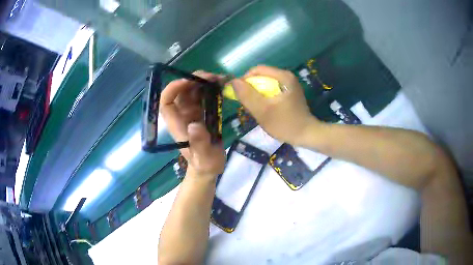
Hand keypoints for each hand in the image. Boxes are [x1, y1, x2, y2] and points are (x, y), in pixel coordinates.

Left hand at [160, 71, 225, 178]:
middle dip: (193, 80)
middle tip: (211, 77)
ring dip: (202, 82)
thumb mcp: (204, 157)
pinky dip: (210, 88)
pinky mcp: (201, 113)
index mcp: (177, 124)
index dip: (173, 89)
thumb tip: (194, 125)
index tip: (189, 81)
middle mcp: (181, 115)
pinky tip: (221, 86)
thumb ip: (199, 143)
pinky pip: (202, 96)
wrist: (209, 168)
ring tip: (219, 79)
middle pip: (180, 92)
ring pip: (191, 91)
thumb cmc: (204, 164)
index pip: (166, 102)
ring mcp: (191, 113)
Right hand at [231, 65, 318, 145]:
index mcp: (282, 76)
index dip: (244, 80)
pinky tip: (265, 109)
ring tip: (256, 108)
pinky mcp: (290, 92)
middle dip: (251, 89)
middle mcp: (287, 76)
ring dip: (257, 94)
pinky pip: (272, 90)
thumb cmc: (285, 123)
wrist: (307, 135)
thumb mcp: (263, 111)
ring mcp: (289, 84)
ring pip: (266, 84)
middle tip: (248, 104)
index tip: (239, 95)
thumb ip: (247, 95)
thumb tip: (233, 81)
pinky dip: (265, 97)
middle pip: (261, 76)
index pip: (256, 70)